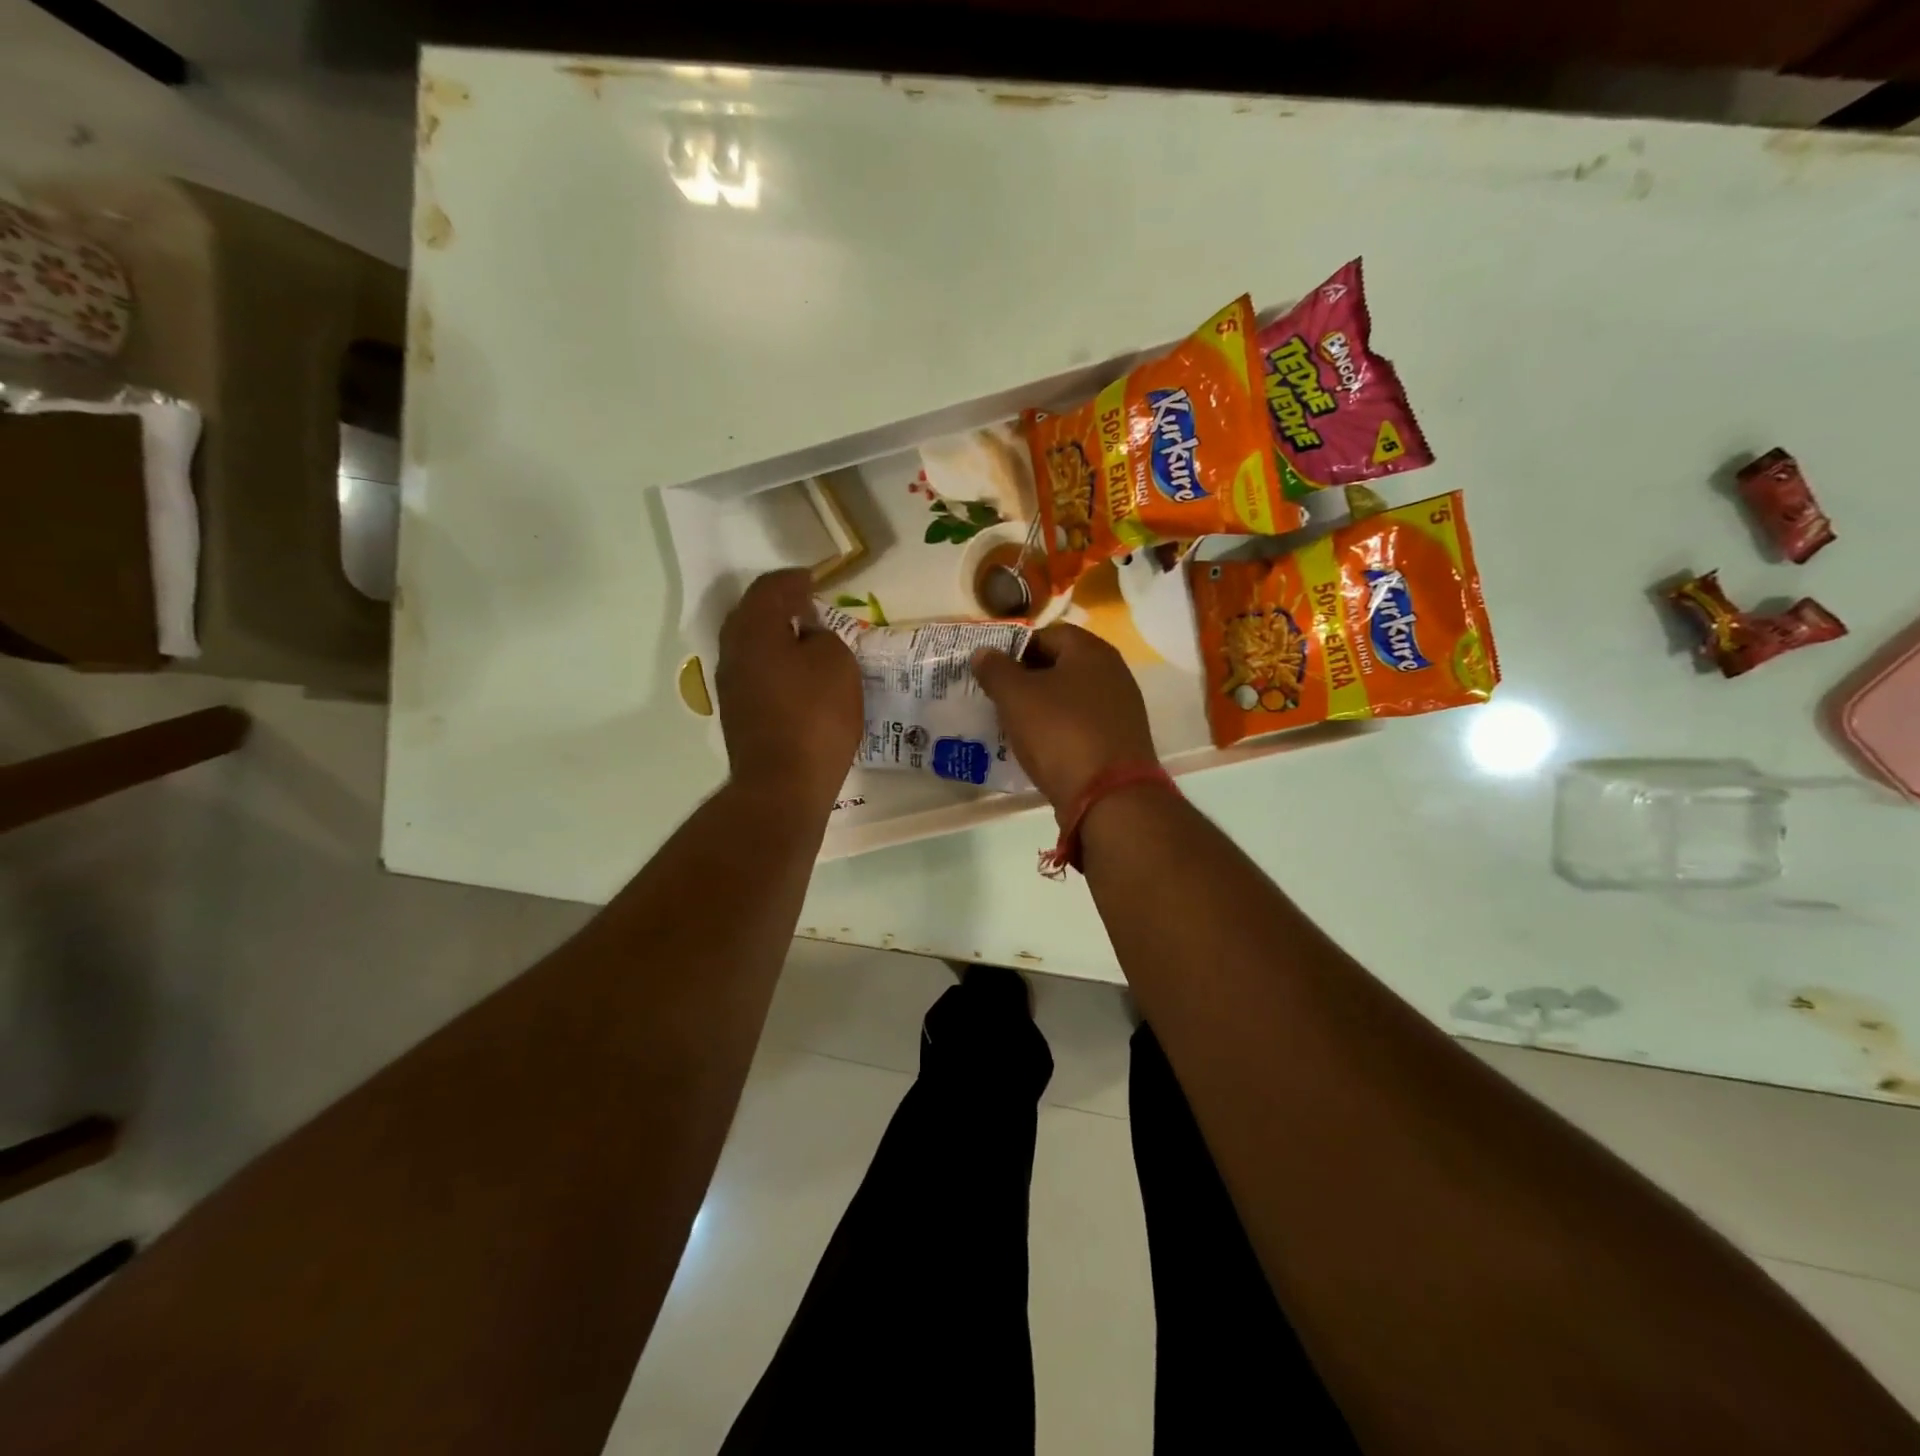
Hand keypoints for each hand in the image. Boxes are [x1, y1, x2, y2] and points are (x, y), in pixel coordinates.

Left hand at [715, 570, 861, 810]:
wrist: (784, 784)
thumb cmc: (815, 716)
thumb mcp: (836, 663)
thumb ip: (822, 637)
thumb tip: (807, 638)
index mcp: (753, 630)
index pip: (769, 589)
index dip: (793, 579)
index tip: (814, 579)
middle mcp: (733, 652)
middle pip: (751, 615)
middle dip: (778, 606)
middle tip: (808, 606)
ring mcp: (731, 686)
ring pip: (750, 646)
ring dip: (775, 636)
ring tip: (806, 640)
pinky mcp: (738, 714)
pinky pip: (755, 672)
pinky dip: (774, 663)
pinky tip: (797, 675)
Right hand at [972, 624, 1157, 813]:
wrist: (1109, 796)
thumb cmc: (1060, 734)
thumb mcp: (1016, 697)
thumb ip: (996, 669)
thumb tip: (984, 652)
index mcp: (1091, 651)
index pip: (1048, 634)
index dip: (1016, 647)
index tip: (992, 669)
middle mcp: (1113, 672)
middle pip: (1061, 665)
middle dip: (1028, 678)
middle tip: (998, 696)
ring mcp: (1121, 708)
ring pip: (1071, 697)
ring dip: (1042, 706)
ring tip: (1013, 723)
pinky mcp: (1120, 741)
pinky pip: (1082, 725)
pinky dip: (1060, 730)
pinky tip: (1040, 747)